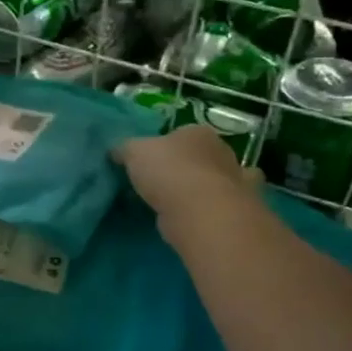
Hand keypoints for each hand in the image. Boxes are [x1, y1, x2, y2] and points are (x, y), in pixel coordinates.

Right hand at [114, 125, 262, 235]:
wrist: (201, 212)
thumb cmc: (168, 171)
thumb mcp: (133, 152)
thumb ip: (125, 149)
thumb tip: (117, 151)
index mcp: (197, 132)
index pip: (179, 134)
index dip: (162, 146)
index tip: (146, 161)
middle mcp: (221, 152)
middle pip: (196, 157)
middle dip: (180, 167)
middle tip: (156, 183)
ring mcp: (233, 182)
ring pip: (209, 182)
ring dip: (195, 190)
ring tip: (169, 204)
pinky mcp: (235, 211)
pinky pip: (213, 207)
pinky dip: (204, 211)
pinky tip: (188, 218)